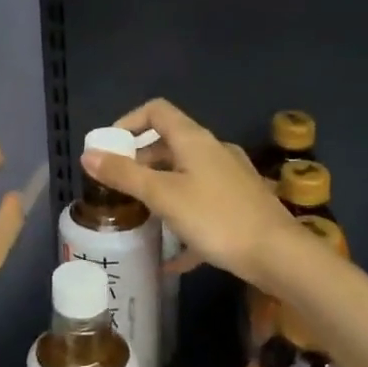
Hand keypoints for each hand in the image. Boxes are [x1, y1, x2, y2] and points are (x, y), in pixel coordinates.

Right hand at [81, 99, 295, 284]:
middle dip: (140, 161)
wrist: (279, 256)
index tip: (109, 148)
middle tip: (118, 186)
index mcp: (194, 140)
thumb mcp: (163, 195)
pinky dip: (183, 219)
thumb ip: (124, 174)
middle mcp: (214, 151)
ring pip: (186, 175)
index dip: (129, 121)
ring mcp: (231, 178)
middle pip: (170, 144)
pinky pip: (203, 205)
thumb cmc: (216, 218)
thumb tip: (88, 155)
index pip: (157, 111)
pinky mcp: (241, 205)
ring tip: (140, 215)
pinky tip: (172, 255)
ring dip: (160, 188)